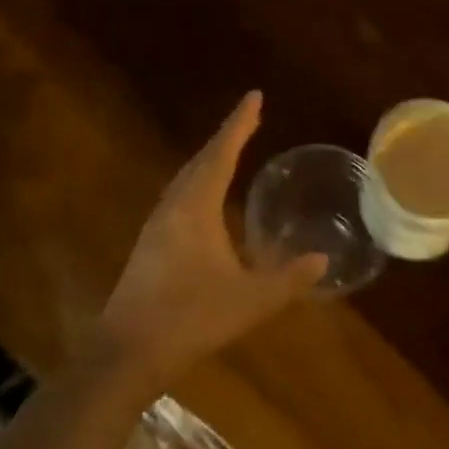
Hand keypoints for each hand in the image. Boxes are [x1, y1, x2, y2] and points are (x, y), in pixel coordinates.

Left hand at [95, 92, 327, 392]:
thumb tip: (322, 259)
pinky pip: (180, 196)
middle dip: (227, 137)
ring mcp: (157, 225)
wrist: (125, 353)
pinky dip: (198, 182)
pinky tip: (205, 201)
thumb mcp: (250, 300)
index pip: (222, 152)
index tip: (254, 96)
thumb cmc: (190, 318)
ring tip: (230, 150)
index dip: (240, 123)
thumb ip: (288, 279)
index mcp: (196, 206)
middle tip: (249, 119)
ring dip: (210, 159)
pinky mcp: (150, 245)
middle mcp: (174, 205)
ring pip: (187, 178)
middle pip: (202, 159)